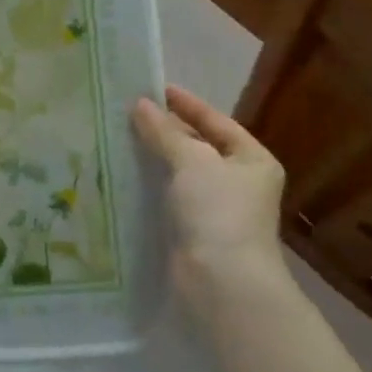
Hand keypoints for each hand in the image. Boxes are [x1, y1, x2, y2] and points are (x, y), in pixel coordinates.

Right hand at [132, 86, 291, 310]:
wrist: (222, 283)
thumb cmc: (218, 211)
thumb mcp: (192, 160)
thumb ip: (165, 130)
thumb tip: (140, 104)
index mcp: (252, 160)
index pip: (216, 121)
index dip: (186, 103)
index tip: (154, 88)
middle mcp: (239, 182)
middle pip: (198, 146)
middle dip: (166, 129)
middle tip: (129, 111)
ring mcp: (216, 209)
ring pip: (180, 173)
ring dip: (154, 157)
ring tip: (119, 136)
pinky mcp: (194, 232)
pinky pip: (169, 197)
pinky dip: (150, 184)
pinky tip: (123, 173)